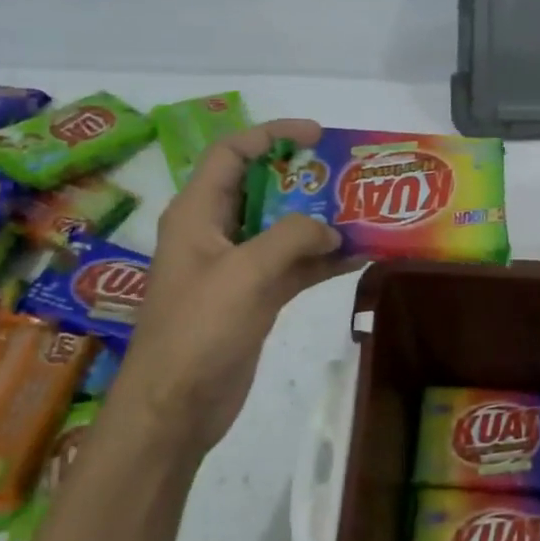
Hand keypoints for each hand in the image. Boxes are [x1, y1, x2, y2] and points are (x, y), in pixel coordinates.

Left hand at [113, 119, 352, 456]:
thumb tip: (332, 228)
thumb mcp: (246, 272)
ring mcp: (236, 267)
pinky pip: (292, 267)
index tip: (317, 135)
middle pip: (261, 189)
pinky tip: (358, 257)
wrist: (176, 406)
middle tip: (348, 177)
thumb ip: (292, 238)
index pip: (232, 154)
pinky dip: (321, 261)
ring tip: (363, 213)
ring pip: (282, 230)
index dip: (272, 135)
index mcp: (198, 213)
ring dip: (319, 222)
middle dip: (304, 180)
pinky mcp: (254, 298)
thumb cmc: (199, 329)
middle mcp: (215, 232)